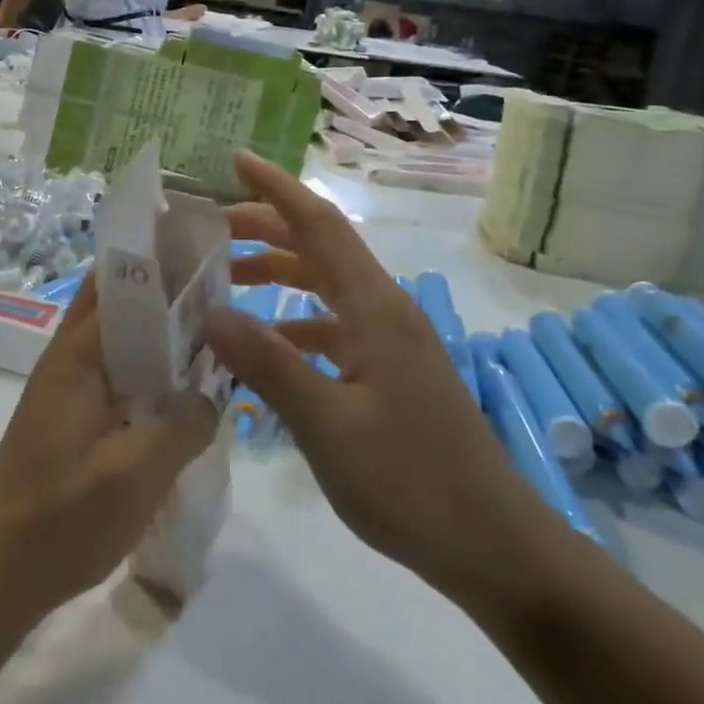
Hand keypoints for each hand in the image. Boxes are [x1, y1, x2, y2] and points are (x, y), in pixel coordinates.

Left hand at [0, 278, 216, 666]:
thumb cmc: (60, 521)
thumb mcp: (133, 477)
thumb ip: (182, 427)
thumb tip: (213, 393)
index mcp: (76, 357)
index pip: (118, 284)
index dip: (160, 262)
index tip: (208, 252)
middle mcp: (69, 361)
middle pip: (118, 304)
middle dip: (164, 290)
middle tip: (222, 288)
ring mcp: (70, 390)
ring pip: (120, 340)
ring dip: (159, 331)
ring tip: (216, 329)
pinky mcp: (75, 419)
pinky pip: (120, 375)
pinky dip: (151, 369)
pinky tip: (186, 387)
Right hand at [206, 152, 555, 620]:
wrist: (493, 545)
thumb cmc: (411, 482)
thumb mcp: (328, 425)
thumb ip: (269, 364)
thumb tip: (211, 311)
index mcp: (374, 308)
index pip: (319, 226)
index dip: (276, 188)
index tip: (235, 159)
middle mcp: (384, 310)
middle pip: (321, 248)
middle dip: (266, 228)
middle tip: (210, 229)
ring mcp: (391, 342)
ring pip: (325, 288)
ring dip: (277, 275)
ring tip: (224, 281)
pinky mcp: (391, 372)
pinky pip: (333, 328)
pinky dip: (294, 324)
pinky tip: (265, 348)